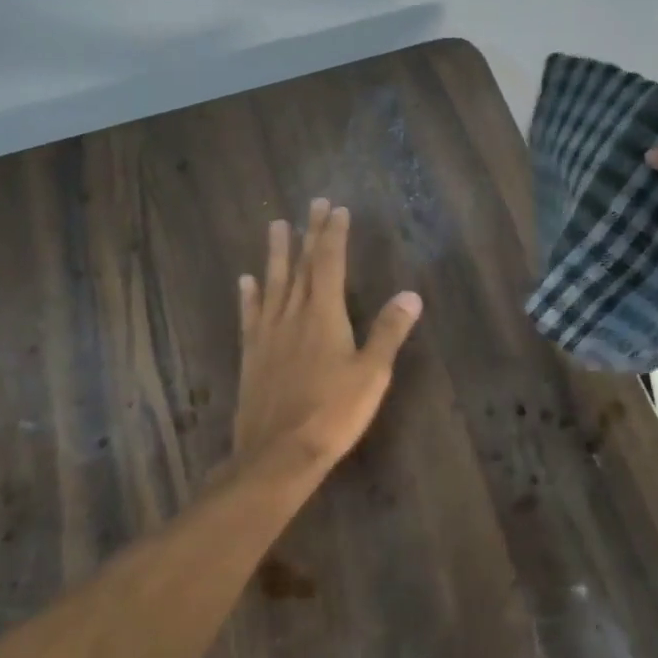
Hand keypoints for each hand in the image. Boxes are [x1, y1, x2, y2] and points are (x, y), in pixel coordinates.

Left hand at [234, 198, 423, 482]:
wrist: (279, 453)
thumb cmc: (333, 413)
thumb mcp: (372, 374)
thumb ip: (389, 331)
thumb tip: (411, 294)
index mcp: (324, 315)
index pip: (330, 263)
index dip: (334, 234)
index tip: (337, 208)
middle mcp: (293, 315)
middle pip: (302, 265)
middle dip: (310, 233)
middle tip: (314, 204)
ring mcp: (268, 334)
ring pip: (274, 283)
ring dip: (276, 253)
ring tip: (276, 225)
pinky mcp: (252, 354)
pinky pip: (251, 315)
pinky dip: (250, 295)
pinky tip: (246, 281)